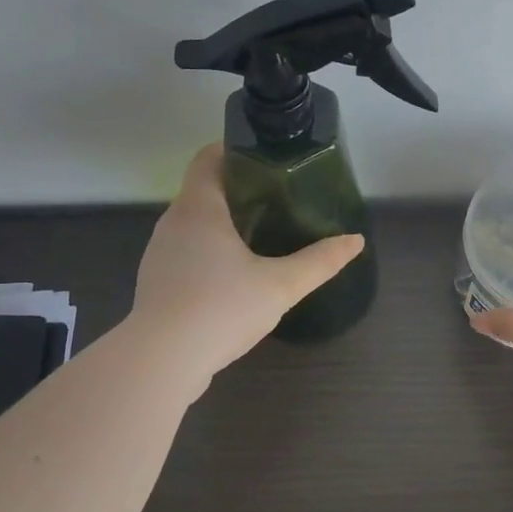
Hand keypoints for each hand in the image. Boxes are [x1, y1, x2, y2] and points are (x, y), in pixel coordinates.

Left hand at [130, 144, 363, 385]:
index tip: (267, 160)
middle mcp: (173, 222)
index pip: (208, 158)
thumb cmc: (221, 308)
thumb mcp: (281, 285)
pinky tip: (232, 277)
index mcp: (199, 208)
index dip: (234, 151)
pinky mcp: (156, 282)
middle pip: (203, 190)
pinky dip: (208, 252)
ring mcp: (159, 253)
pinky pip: (185, 253)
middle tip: (277, 200)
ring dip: (222, 224)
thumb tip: (355, 241)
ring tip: (259, 236)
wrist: (162, 360)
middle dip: (238, 190)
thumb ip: (319, 262)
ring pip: (193, 224)